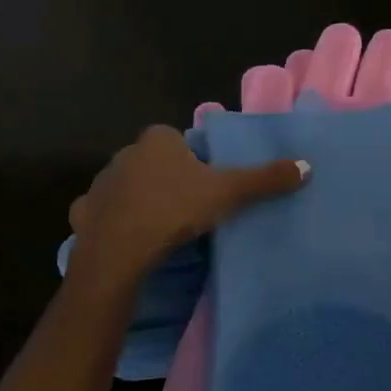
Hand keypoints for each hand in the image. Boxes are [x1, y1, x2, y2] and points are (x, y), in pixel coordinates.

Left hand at [68, 125, 307, 287]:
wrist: (120, 251)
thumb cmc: (175, 210)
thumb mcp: (228, 193)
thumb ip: (265, 178)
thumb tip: (307, 166)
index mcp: (158, 139)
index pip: (180, 142)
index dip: (195, 162)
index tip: (206, 186)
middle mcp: (125, 152)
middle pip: (154, 163)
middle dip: (168, 179)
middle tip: (189, 208)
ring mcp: (101, 183)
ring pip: (128, 187)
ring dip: (141, 200)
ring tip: (161, 228)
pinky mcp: (83, 213)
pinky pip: (103, 212)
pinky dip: (115, 222)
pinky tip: (130, 239)